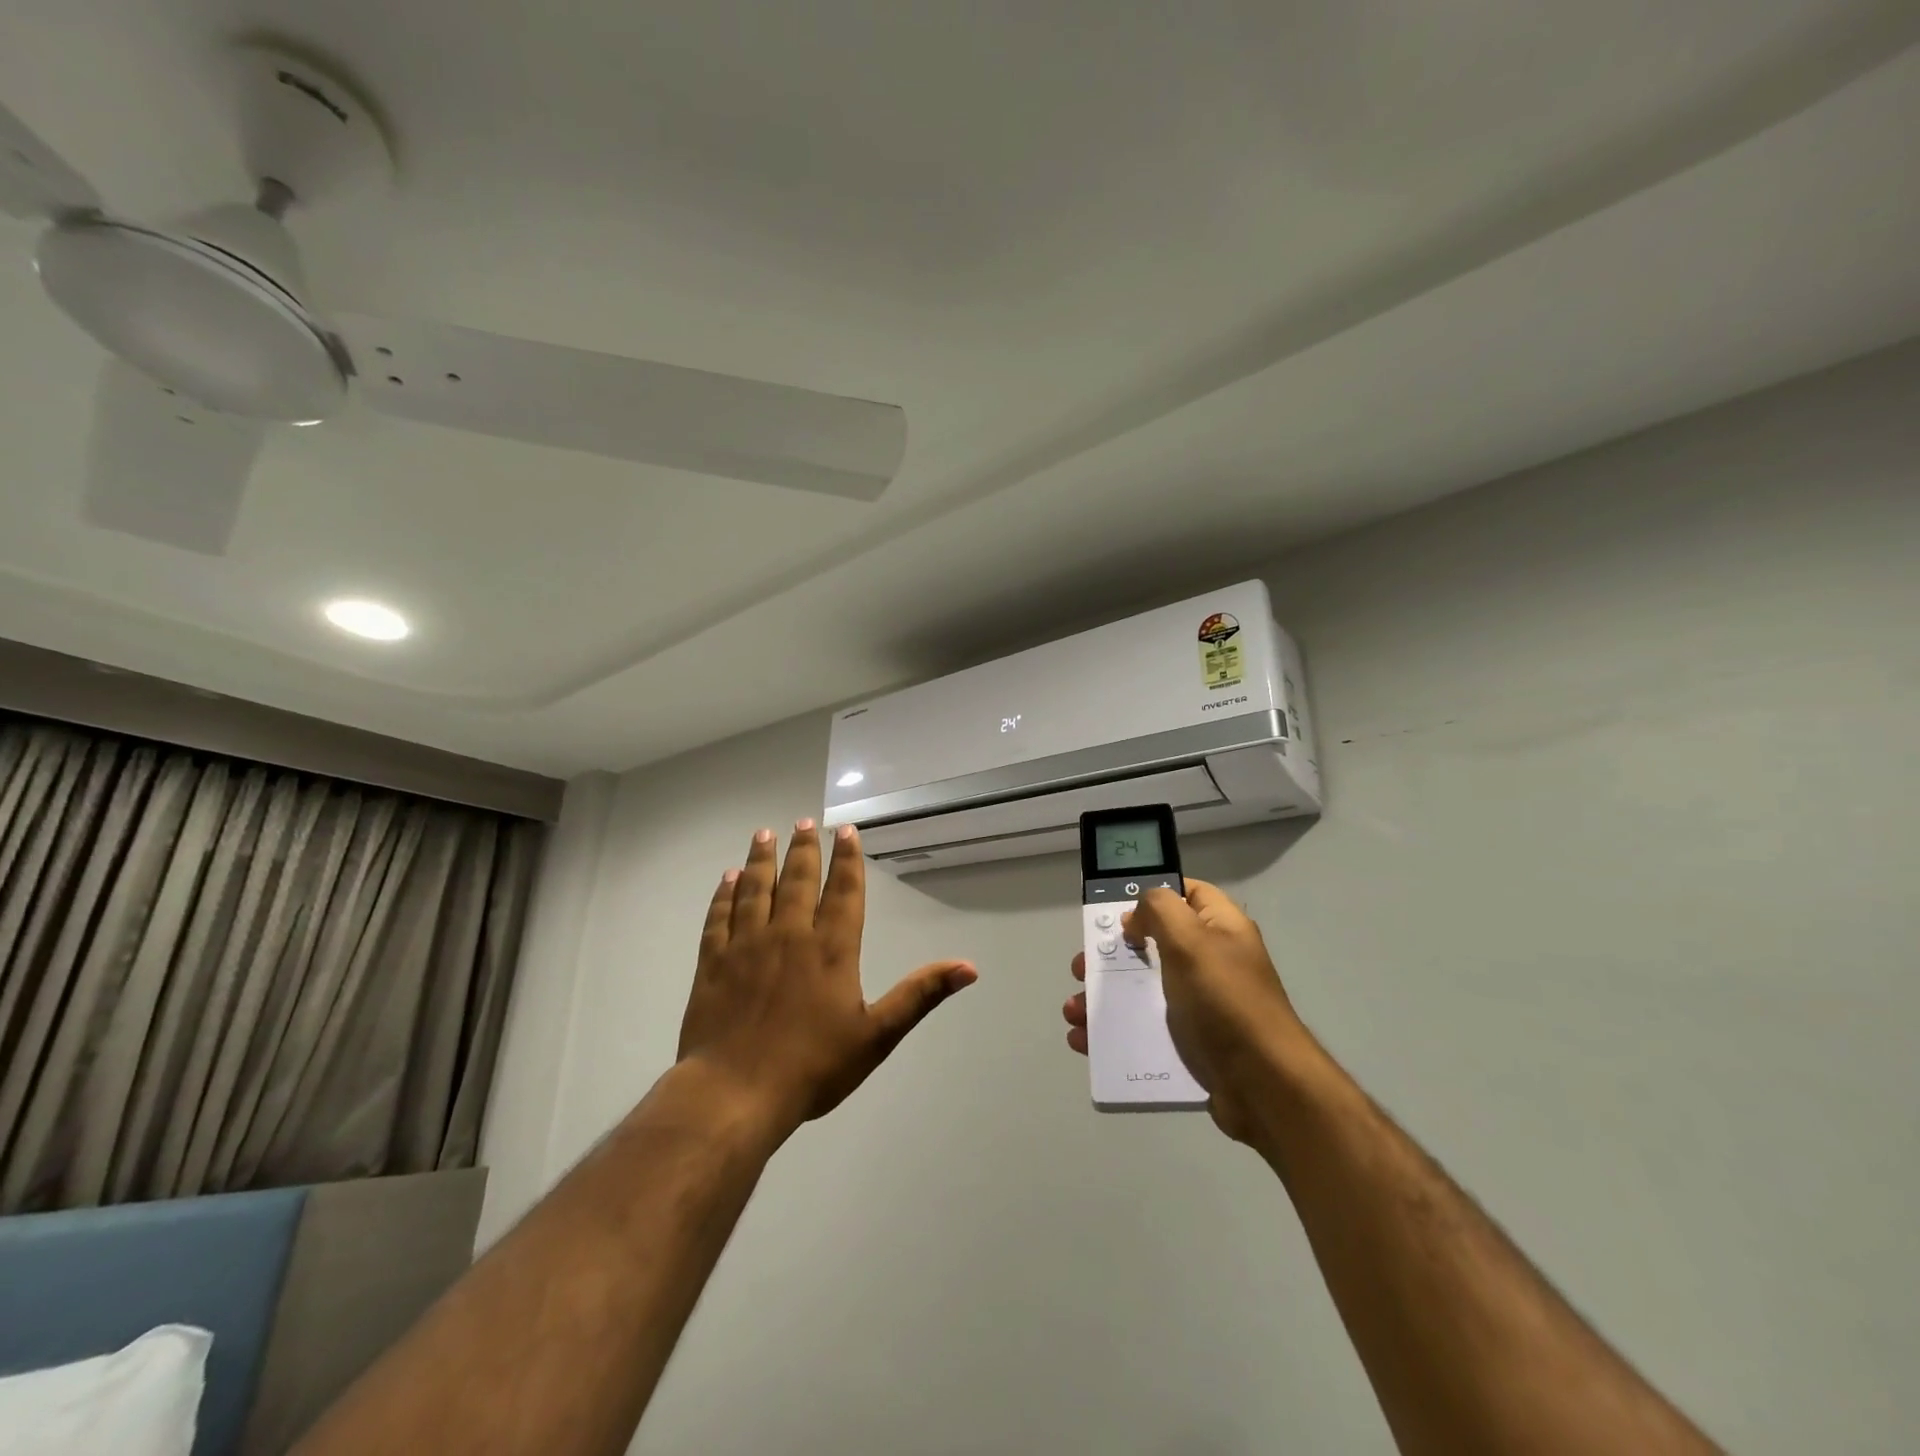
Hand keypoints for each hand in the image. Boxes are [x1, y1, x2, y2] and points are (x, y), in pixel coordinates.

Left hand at [679, 820, 976, 1138]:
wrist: (735, 1092)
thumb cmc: (812, 1066)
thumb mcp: (877, 1036)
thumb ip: (919, 995)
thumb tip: (969, 967)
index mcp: (831, 949)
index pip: (843, 891)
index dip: (847, 859)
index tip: (846, 831)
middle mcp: (790, 935)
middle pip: (798, 880)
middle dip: (804, 849)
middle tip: (804, 822)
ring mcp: (747, 945)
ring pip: (756, 889)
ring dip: (762, 859)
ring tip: (765, 834)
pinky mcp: (713, 961)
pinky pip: (720, 916)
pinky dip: (724, 893)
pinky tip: (728, 878)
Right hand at [1064, 880, 1306, 1142]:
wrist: (1264, 1086)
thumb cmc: (1225, 1001)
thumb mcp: (1191, 940)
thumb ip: (1159, 910)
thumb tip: (1136, 917)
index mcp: (1220, 928)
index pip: (1187, 893)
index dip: (1152, 894)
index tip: (1115, 910)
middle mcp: (1211, 961)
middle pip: (1152, 943)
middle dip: (1112, 953)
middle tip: (1083, 966)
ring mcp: (1200, 1005)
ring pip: (1142, 989)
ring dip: (1103, 996)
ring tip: (1074, 1010)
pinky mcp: (1189, 1042)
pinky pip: (1144, 1028)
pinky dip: (1113, 1032)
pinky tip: (1085, 1040)